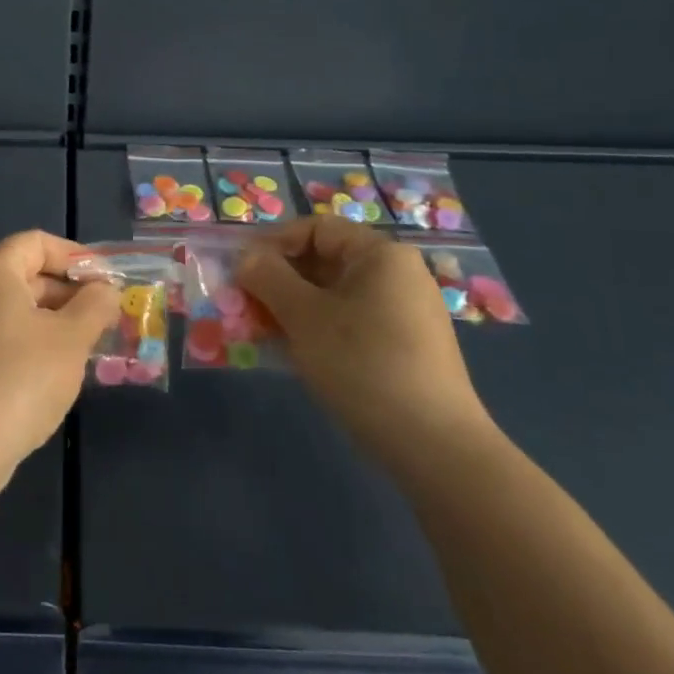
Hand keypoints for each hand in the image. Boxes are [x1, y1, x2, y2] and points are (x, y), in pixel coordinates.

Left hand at [0, 230, 119, 482]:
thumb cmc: (20, 379)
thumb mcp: (71, 338)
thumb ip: (94, 305)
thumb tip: (105, 290)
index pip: (37, 243)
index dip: (76, 256)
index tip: (107, 282)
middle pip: (24, 273)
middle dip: (67, 291)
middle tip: (104, 316)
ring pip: (12, 307)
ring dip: (51, 318)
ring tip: (86, 344)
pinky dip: (27, 340)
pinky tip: (53, 369)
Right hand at [237, 218, 492, 476]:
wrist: (433, 444)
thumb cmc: (362, 363)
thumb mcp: (304, 316)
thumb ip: (268, 278)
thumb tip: (245, 257)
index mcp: (380, 255)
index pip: (316, 229)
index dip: (273, 243)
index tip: (240, 271)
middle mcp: (396, 274)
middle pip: (324, 261)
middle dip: (278, 280)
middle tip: (244, 305)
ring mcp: (403, 312)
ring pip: (333, 295)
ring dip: (291, 307)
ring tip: (261, 331)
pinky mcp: (403, 346)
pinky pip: (349, 322)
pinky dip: (316, 328)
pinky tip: (292, 353)